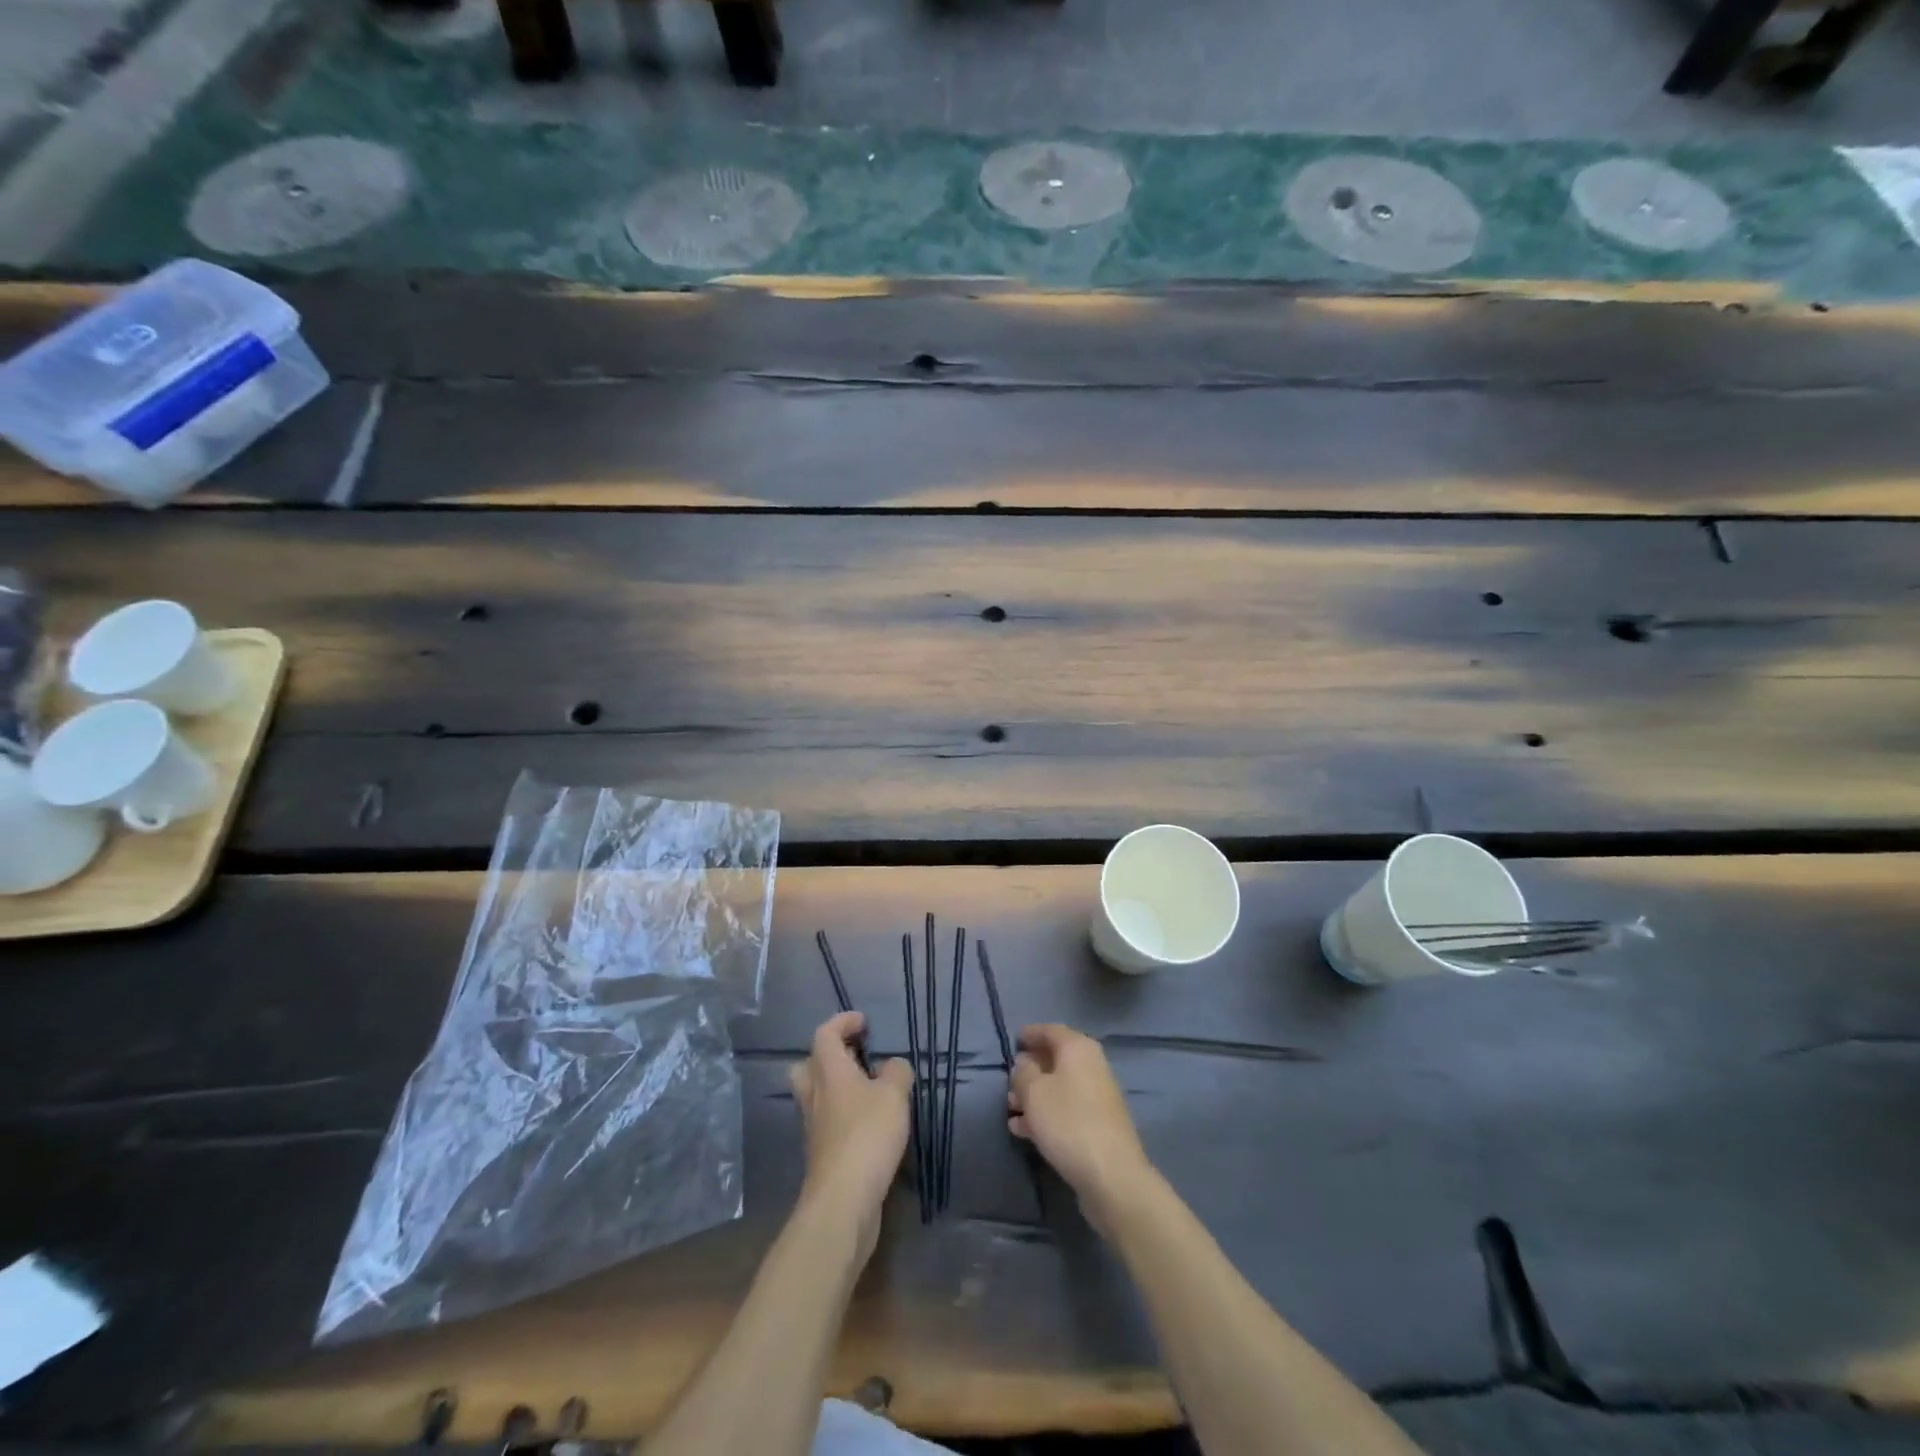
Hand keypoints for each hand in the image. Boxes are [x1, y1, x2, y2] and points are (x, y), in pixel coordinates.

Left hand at [791, 1012, 912, 1258]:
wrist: (843, 1200)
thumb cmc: (867, 1135)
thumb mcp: (894, 1095)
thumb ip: (897, 1073)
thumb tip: (893, 1066)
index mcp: (829, 1071)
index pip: (825, 1034)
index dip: (842, 1022)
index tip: (863, 1022)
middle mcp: (815, 1095)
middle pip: (809, 1065)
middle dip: (830, 1055)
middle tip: (856, 1056)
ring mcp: (814, 1126)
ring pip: (816, 1094)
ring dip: (836, 1086)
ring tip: (867, 1089)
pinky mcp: (821, 1153)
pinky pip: (826, 1120)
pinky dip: (843, 1113)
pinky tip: (868, 1122)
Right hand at [1009, 1023, 1153, 1231]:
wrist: (1111, 1175)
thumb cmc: (1067, 1122)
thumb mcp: (1033, 1092)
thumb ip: (1023, 1072)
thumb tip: (1025, 1062)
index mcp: (1078, 1048)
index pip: (1050, 1030)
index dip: (1030, 1034)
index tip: (1012, 1041)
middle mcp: (1092, 1065)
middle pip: (1055, 1059)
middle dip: (1030, 1069)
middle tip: (1008, 1082)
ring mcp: (1098, 1096)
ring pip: (1059, 1087)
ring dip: (1034, 1095)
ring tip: (1010, 1109)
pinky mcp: (1098, 1124)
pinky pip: (1066, 1109)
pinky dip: (1046, 1113)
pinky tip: (1024, 1130)